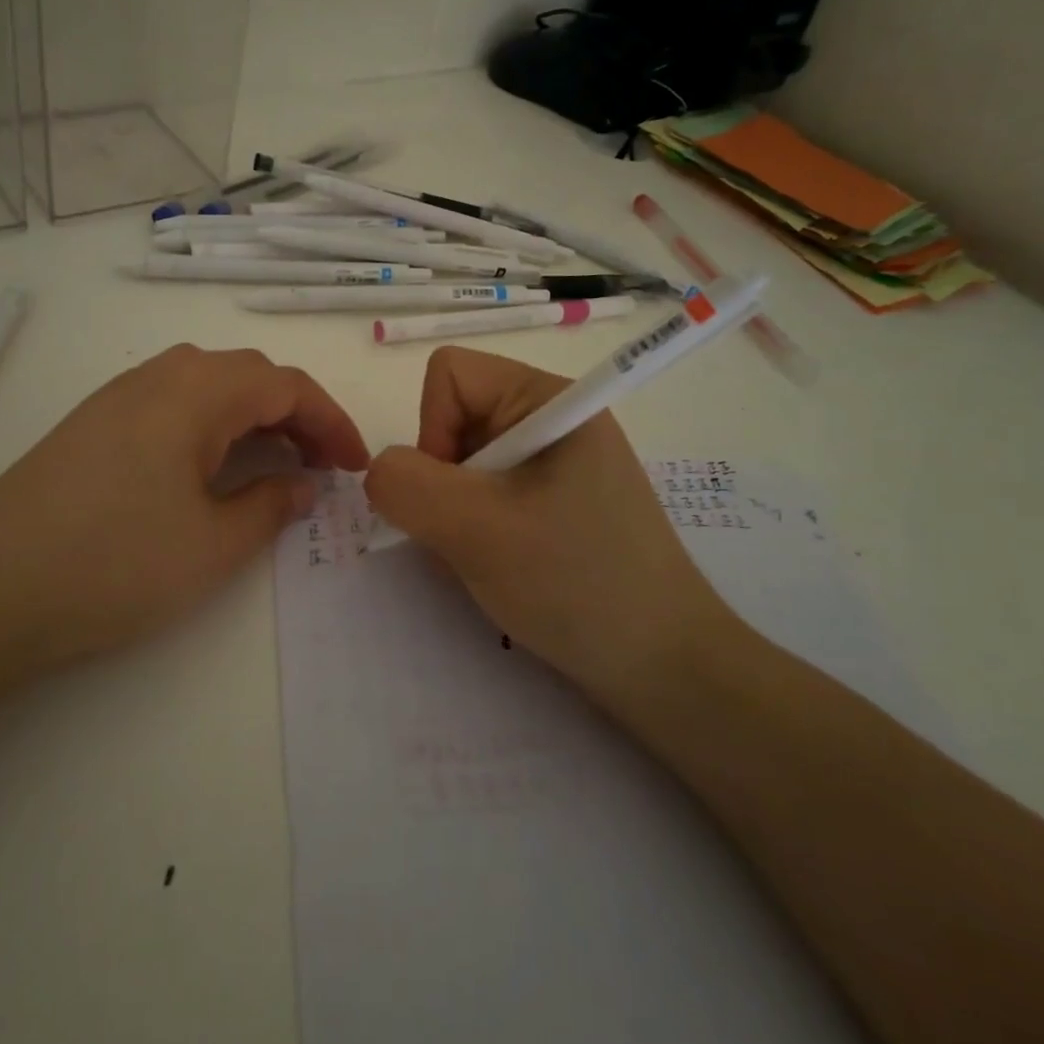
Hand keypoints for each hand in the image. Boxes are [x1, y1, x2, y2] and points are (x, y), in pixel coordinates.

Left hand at [0, 345, 367, 674]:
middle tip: (321, 465)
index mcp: (195, 392)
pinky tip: (209, 468)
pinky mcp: (91, 424)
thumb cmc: (116, 565)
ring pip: (206, 385)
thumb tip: (302, 484)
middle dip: (295, 414)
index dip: (330, 421)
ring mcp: (117, 397)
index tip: (355, 465)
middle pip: (246, 375)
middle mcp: (156, 377)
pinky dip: (210, 425)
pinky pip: (170, 404)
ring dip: (251, 415)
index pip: (285, 384)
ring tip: (274, 463)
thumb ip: (270, 506)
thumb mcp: (213, 544)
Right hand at [364, 347, 736, 706]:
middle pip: (452, 421)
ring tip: (489, 560)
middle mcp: (551, 420)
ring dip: (455, 516)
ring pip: (462, 466)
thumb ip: (406, 485)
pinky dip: (474, 533)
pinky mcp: (554, 505)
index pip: (448, 375)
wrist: (663, 668)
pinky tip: (500, 569)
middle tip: (474, 537)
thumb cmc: (576, 583)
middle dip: (443, 483)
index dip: (432, 430)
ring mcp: (555, 465)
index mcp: (547, 400)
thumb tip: (380, 471)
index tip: (456, 495)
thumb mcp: (477, 529)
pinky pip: (485, 498)